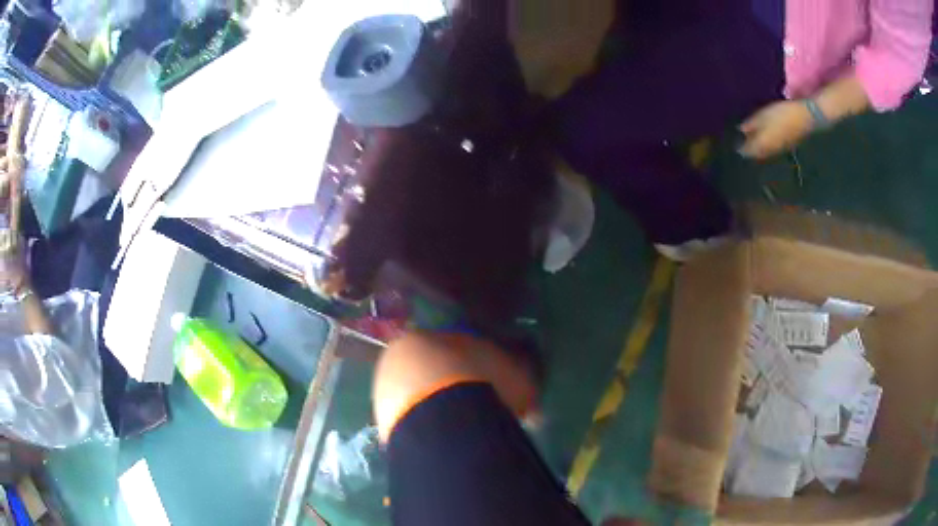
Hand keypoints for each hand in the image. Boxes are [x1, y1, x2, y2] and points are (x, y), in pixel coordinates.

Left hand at [739, 100, 812, 159]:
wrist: (805, 118)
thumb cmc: (783, 114)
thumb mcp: (764, 116)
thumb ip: (751, 124)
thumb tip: (739, 130)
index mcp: (763, 144)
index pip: (747, 151)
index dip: (739, 149)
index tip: (730, 145)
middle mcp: (770, 152)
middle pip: (755, 155)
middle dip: (746, 151)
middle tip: (738, 144)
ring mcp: (778, 150)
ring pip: (763, 154)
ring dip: (755, 150)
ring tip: (747, 142)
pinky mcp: (785, 147)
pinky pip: (770, 151)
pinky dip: (763, 147)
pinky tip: (761, 141)